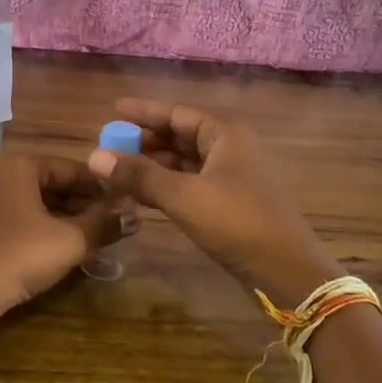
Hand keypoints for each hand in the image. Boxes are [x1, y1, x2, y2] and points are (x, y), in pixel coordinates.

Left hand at [0, 152, 127, 328]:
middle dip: (84, 204)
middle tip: (112, 224)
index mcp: (20, 165)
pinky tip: (60, 250)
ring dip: (65, 218)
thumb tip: (136, 216)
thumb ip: (105, 225)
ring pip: (36, 203)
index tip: (125, 204)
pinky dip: (42, 229)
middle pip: (53, 184)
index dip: (101, 186)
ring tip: (93, 239)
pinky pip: (19, 218)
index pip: (71, 168)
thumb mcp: (70, 241)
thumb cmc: (18, 255)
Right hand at [87, 99, 340, 308]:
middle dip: (146, 140)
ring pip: (187, 160)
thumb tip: (94, 156)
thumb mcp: (183, 197)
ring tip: (121, 171)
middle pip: (181, 134)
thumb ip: (139, 175)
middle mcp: (231, 146)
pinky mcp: (233, 200)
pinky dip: (169, 183)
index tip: (112, 111)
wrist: (287, 271)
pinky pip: (194, 180)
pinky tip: (146, 194)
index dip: (143, 112)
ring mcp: (234, 174)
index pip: (176, 112)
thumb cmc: (237, 223)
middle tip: (111, 147)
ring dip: (155, 164)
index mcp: (224, 133)